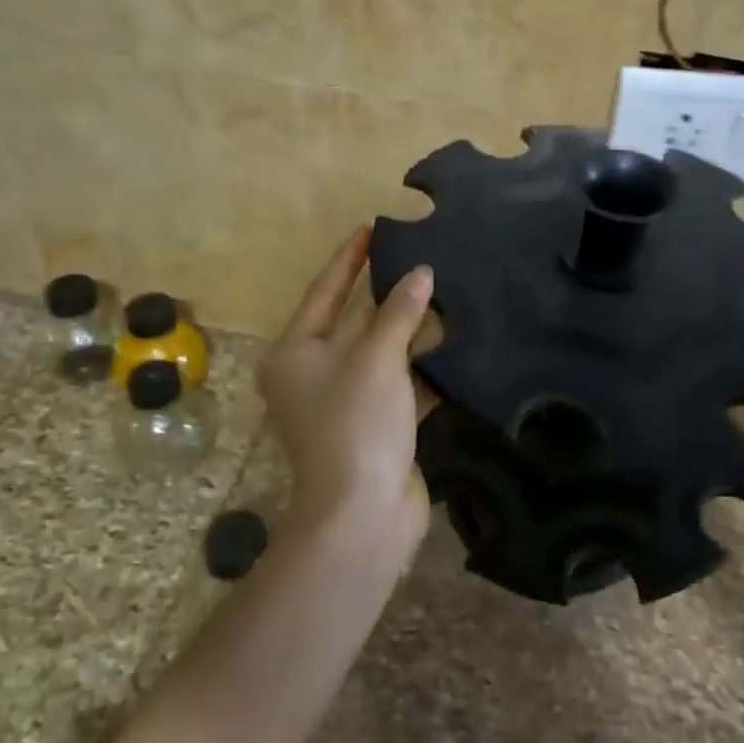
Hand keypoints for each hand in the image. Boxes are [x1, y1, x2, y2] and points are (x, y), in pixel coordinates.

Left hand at [257, 228, 435, 559]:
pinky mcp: (373, 425)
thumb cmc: (356, 423)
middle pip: (352, 321)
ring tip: (441, 291)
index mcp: (295, 353)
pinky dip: (419, 364)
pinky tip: (448, 342)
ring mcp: (343, 402)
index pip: (324, 292)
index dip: (349, 259)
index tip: (371, 227)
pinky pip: (397, 381)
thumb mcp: (376, 358)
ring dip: (408, 329)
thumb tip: (421, 273)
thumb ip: (398, 312)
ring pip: (379, 352)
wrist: (363, 514)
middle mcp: (312, 374)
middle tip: (417, 257)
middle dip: (385, 294)